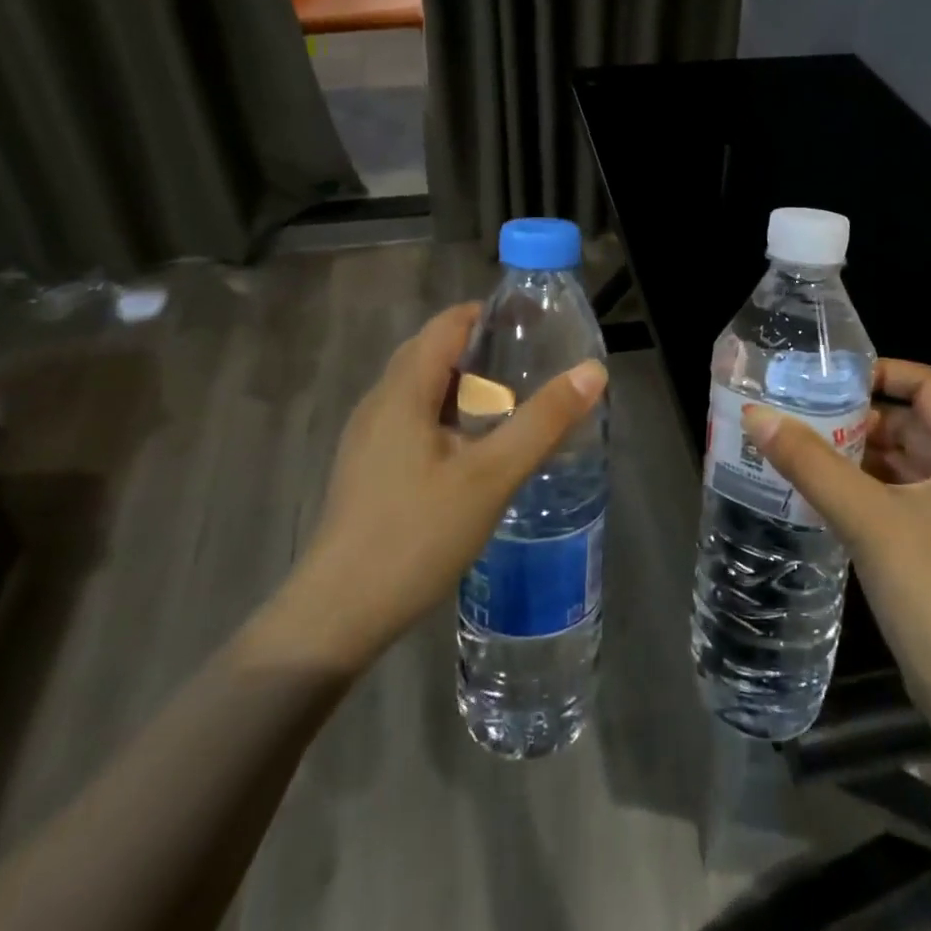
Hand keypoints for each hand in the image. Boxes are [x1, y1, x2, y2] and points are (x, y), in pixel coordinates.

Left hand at [255, 304, 607, 673]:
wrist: (338, 615)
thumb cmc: (416, 535)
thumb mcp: (491, 476)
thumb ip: (542, 421)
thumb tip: (593, 370)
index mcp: (403, 390)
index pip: (447, 324)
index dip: (490, 315)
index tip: (534, 327)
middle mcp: (380, 402)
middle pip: (433, 352)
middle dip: (482, 350)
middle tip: (531, 366)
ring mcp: (368, 437)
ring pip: (422, 389)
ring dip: (465, 385)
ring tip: (511, 404)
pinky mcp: (368, 468)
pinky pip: (413, 419)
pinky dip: (448, 415)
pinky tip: (474, 450)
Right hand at [742, 359, 930, 721]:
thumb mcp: (866, 518)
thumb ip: (810, 463)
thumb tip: (757, 416)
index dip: (887, 372)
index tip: (836, 379)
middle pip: (916, 425)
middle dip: (862, 418)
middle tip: (805, 416)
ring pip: (907, 465)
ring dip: (861, 455)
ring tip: (804, 451)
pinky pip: (903, 500)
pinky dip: (868, 490)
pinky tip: (826, 497)